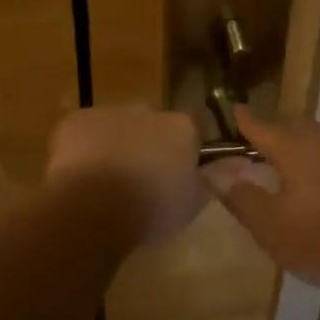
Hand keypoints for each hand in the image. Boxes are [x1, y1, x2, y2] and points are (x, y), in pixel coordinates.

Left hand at [46, 105, 203, 244]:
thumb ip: (217, 178)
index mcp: (180, 127)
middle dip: (150, 142)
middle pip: (154, 123)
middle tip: (142, 176)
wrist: (91, 208)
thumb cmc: (150, 208)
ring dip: (118, 142)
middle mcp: (147, 110)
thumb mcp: (193, 202)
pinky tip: (81, 173)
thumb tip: (243, 163)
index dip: (189, 146)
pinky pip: (86, 130)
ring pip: (118, 124)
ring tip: (108, 180)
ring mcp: (109, 111)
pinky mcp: (76, 120)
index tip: (181, 170)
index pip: (195, 126)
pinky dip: (86, 145)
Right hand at [203, 111, 319, 291]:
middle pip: (287, 126)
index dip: (239, 119)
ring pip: (311, 141)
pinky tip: (311, 187)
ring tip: (278, 168)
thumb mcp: (270, 225)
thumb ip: (241, 197)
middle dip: (267, 133)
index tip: (227, 113)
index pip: (257, 123)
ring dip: (293, 149)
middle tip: (249, 147)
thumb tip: (216, 173)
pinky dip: (314, 165)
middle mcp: (319, 139)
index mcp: (292, 144)